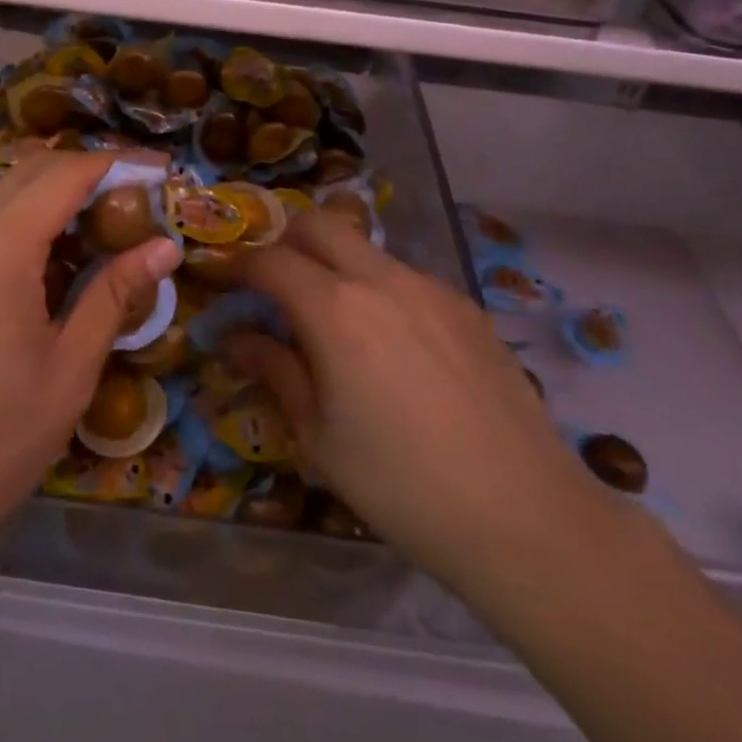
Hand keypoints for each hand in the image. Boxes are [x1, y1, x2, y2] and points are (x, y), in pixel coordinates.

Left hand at [0, 150, 182, 561]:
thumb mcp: (68, 370)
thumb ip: (113, 295)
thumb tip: (164, 247)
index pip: (65, 174)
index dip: (118, 163)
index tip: (165, 172)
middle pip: (34, 171)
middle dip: (92, 171)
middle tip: (143, 198)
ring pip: (9, 193)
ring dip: (61, 194)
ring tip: (110, 225)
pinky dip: (32, 219)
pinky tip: (60, 257)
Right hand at [227, 211, 607, 588]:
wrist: (524, 516)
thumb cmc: (401, 486)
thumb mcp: (318, 438)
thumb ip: (274, 372)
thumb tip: (236, 338)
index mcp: (335, 309)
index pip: (269, 261)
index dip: (235, 264)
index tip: (216, 277)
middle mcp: (381, 279)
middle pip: (318, 224)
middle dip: (283, 241)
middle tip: (270, 283)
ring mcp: (430, 287)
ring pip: (365, 248)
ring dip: (333, 263)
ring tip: (331, 319)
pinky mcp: (466, 306)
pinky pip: (405, 277)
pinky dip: (377, 288)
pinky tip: (390, 344)